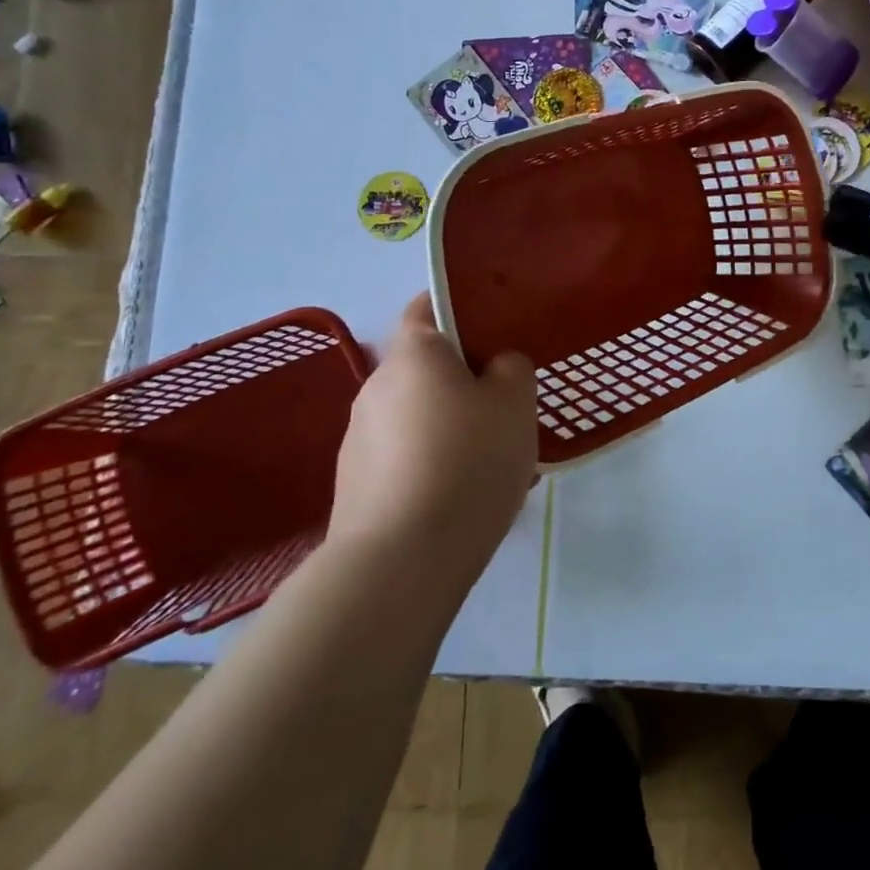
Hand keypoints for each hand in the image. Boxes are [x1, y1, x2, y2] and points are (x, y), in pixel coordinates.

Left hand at [327, 294, 537, 570]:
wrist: (400, 563)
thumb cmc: (467, 462)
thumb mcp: (515, 403)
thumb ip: (511, 368)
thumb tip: (495, 366)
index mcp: (413, 354)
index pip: (427, 306)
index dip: (459, 307)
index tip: (494, 327)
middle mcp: (376, 386)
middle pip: (425, 366)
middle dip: (463, 377)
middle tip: (505, 401)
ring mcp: (358, 438)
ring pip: (417, 414)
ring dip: (448, 424)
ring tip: (489, 458)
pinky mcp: (354, 484)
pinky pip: (404, 455)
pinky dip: (431, 462)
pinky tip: (461, 494)